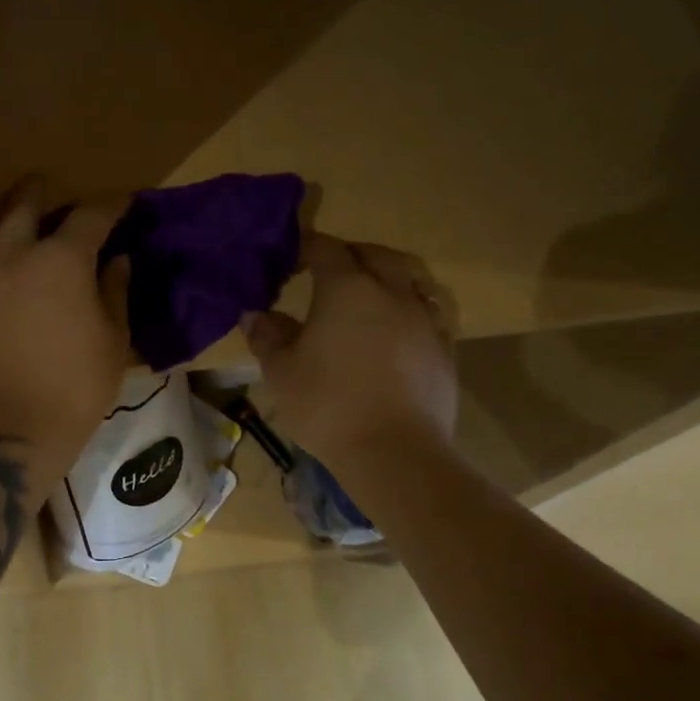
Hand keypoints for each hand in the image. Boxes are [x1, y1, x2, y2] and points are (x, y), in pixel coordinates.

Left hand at [0, 183, 130, 465]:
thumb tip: (117, 261)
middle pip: (25, 207)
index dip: (111, 204)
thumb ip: (115, 291)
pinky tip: (7, 287)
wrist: (11, 427)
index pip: (91, 216)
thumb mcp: (114, 339)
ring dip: (12, 230)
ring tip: (25, 238)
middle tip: (52, 188)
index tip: (124, 201)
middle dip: (42, 192)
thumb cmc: (76, 385)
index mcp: (61, 260)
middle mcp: (15, 257)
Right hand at [243, 234, 458, 466]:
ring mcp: (424, 319)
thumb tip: (255, 314)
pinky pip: (427, 312)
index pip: (326, 250)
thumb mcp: (281, 372)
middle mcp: (391, 292)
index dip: (307, 248)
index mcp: (347, 289)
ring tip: (370, 293)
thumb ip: (267, 336)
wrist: (395, 451)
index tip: (291, 260)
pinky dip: (408, 309)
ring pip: (409, 279)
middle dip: (350, 255)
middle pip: (374, 256)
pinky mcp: (444, 349)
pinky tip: (397, 330)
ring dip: (386, 277)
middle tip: (329, 271)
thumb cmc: (328, 405)